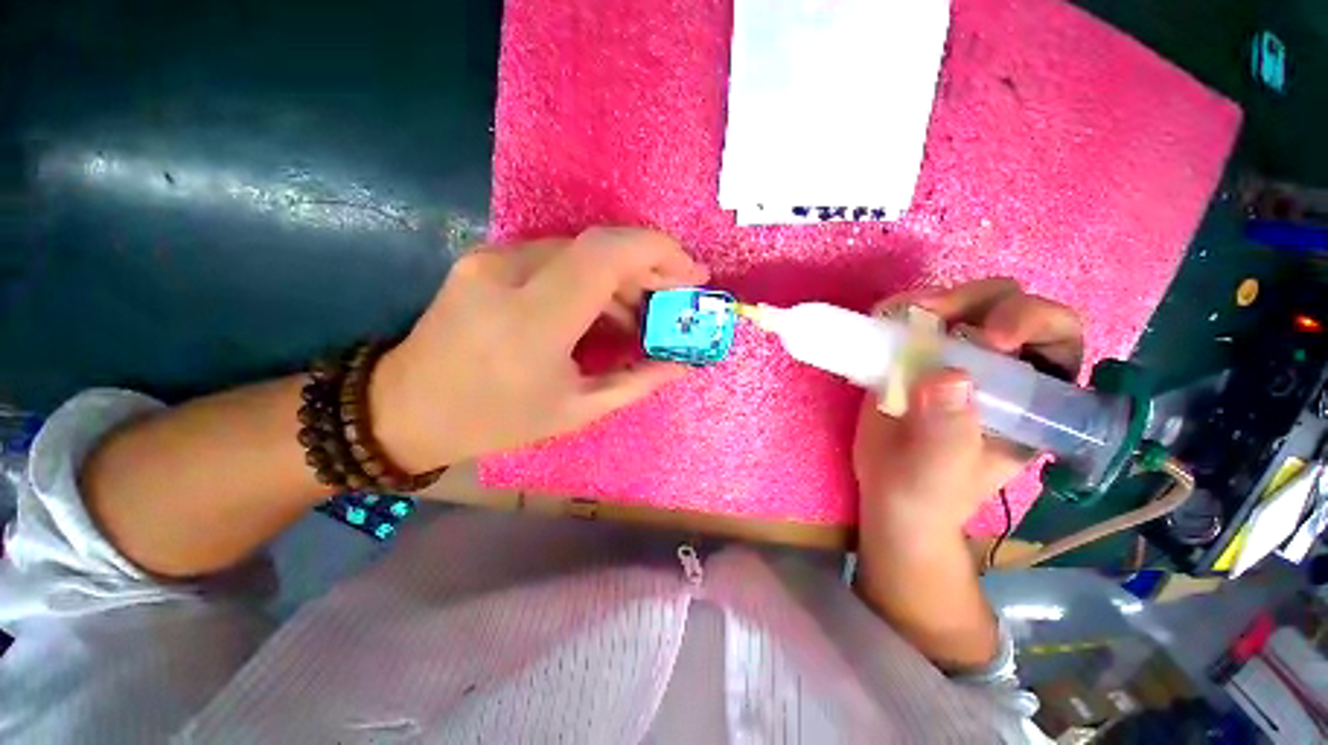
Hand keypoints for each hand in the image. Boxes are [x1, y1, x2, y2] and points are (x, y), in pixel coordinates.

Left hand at [370, 227, 708, 472]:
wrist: (406, 409)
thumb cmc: (496, 419)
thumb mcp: (577, 410)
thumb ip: (637, 381)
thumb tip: (682, 364)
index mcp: (533, 320)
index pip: (606, 255)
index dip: (658, 252)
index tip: (692, 273)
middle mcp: (508, 274)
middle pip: (597, 245)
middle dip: (648, 266)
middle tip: (675, 296)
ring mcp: (491, 260)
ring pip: (579, 250)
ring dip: (620, 276)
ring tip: (641, 314)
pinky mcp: (485, 259)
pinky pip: (555, 258)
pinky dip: (591, 279)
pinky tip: (602, 310)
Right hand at [852, 278, 1083, 544]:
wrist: (889, 491)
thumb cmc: (928, 490)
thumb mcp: (942, 470)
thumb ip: (949, 430)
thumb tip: (946, 375)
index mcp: (1035, 397)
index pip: (1057, 338)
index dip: (1034, 322)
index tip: (990, 339)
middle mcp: (1001, 367)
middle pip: (1009, 306)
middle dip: (977, 301)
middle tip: (934, 313)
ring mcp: (955, 357)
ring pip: (962, 304)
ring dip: (935, 299)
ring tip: (900, 315)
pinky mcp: (914, 355)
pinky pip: (915, 318)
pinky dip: (900, 309)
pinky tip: (883, 318)